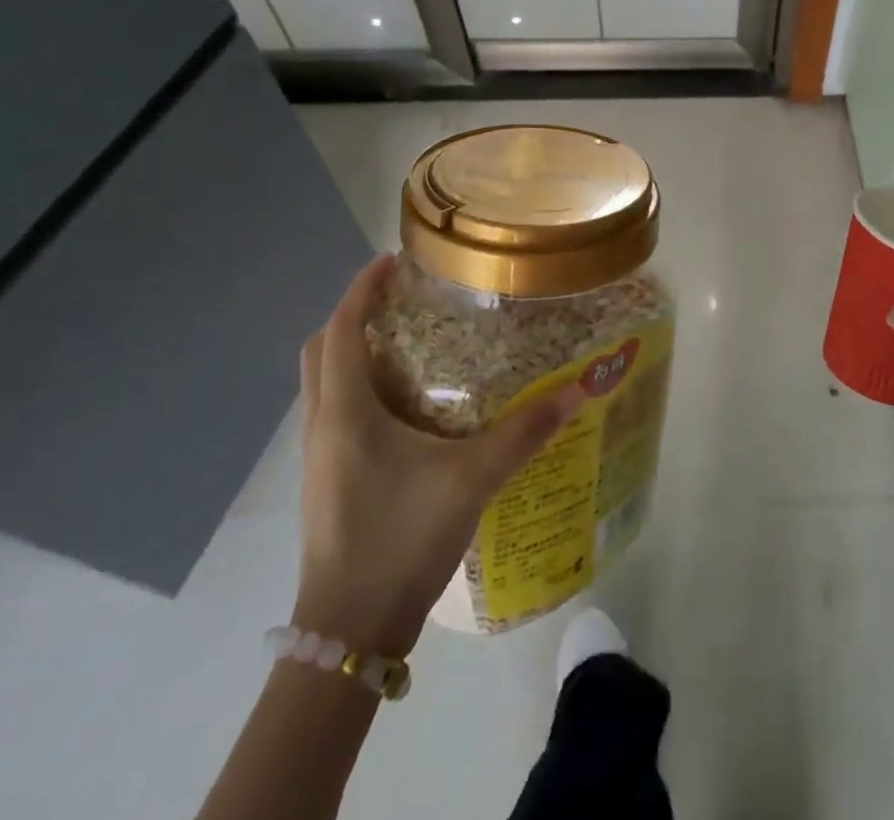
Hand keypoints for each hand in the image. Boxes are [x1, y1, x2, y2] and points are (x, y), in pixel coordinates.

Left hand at [293, 254, 584, 654]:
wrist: (349, 633)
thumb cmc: (400, 540)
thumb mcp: (471, 480)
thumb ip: (524, 433)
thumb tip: (575, 391)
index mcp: (345, 411)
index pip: (340, 329)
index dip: (361, 289)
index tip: (391, 261)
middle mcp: (322, 425)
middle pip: (321, 350)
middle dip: (353, 316)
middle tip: (399, 301)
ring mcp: (317, 457)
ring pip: (323, 383)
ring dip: (352, 352)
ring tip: (405, 343)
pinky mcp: (324, 481)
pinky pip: (333, 413)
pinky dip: (357, 388)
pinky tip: (403, 408)